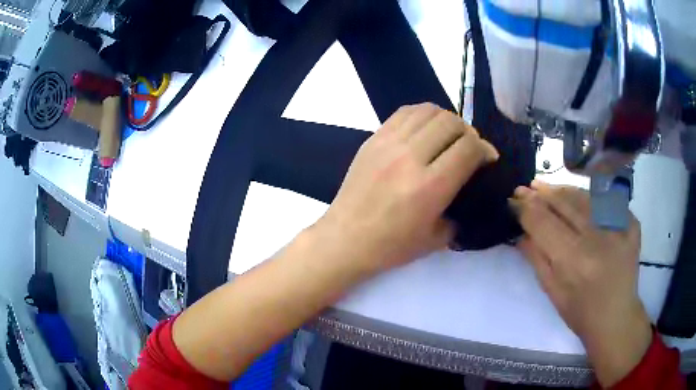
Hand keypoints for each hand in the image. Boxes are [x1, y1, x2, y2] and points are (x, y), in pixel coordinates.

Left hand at [313, 103, 497, 275]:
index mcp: (431, 186)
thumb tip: (473, 186)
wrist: (345, 239)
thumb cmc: (391, 246)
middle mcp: (411, 157)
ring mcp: (388, 143)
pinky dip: (422, 115)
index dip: (485, 149)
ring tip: (447, 136)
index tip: (487, 158)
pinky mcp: (373, 138)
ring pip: (428, 111)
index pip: (469, 147)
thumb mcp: (437, 239)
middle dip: (468, 132)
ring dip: (446, 120)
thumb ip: (461, 210)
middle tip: (468, 148)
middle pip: (451, 122)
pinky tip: (424, 130)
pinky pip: (404, 112)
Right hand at [513, 181, 651, 386]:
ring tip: (545, 186)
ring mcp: (617, 226)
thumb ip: (536, 258)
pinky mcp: (630, 222)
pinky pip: (604, 200)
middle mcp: (595, 237)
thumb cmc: (580, 313)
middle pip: (563, 203)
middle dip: (540, 194)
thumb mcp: (552, 292)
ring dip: (561, 190)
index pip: (542, 222)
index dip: (525, 209)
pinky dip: (587, 196)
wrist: (616, 316)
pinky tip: (575, 196)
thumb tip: (521, 232)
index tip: (513, 201)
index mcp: (573, 260)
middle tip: (525, 188)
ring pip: (583, 196)